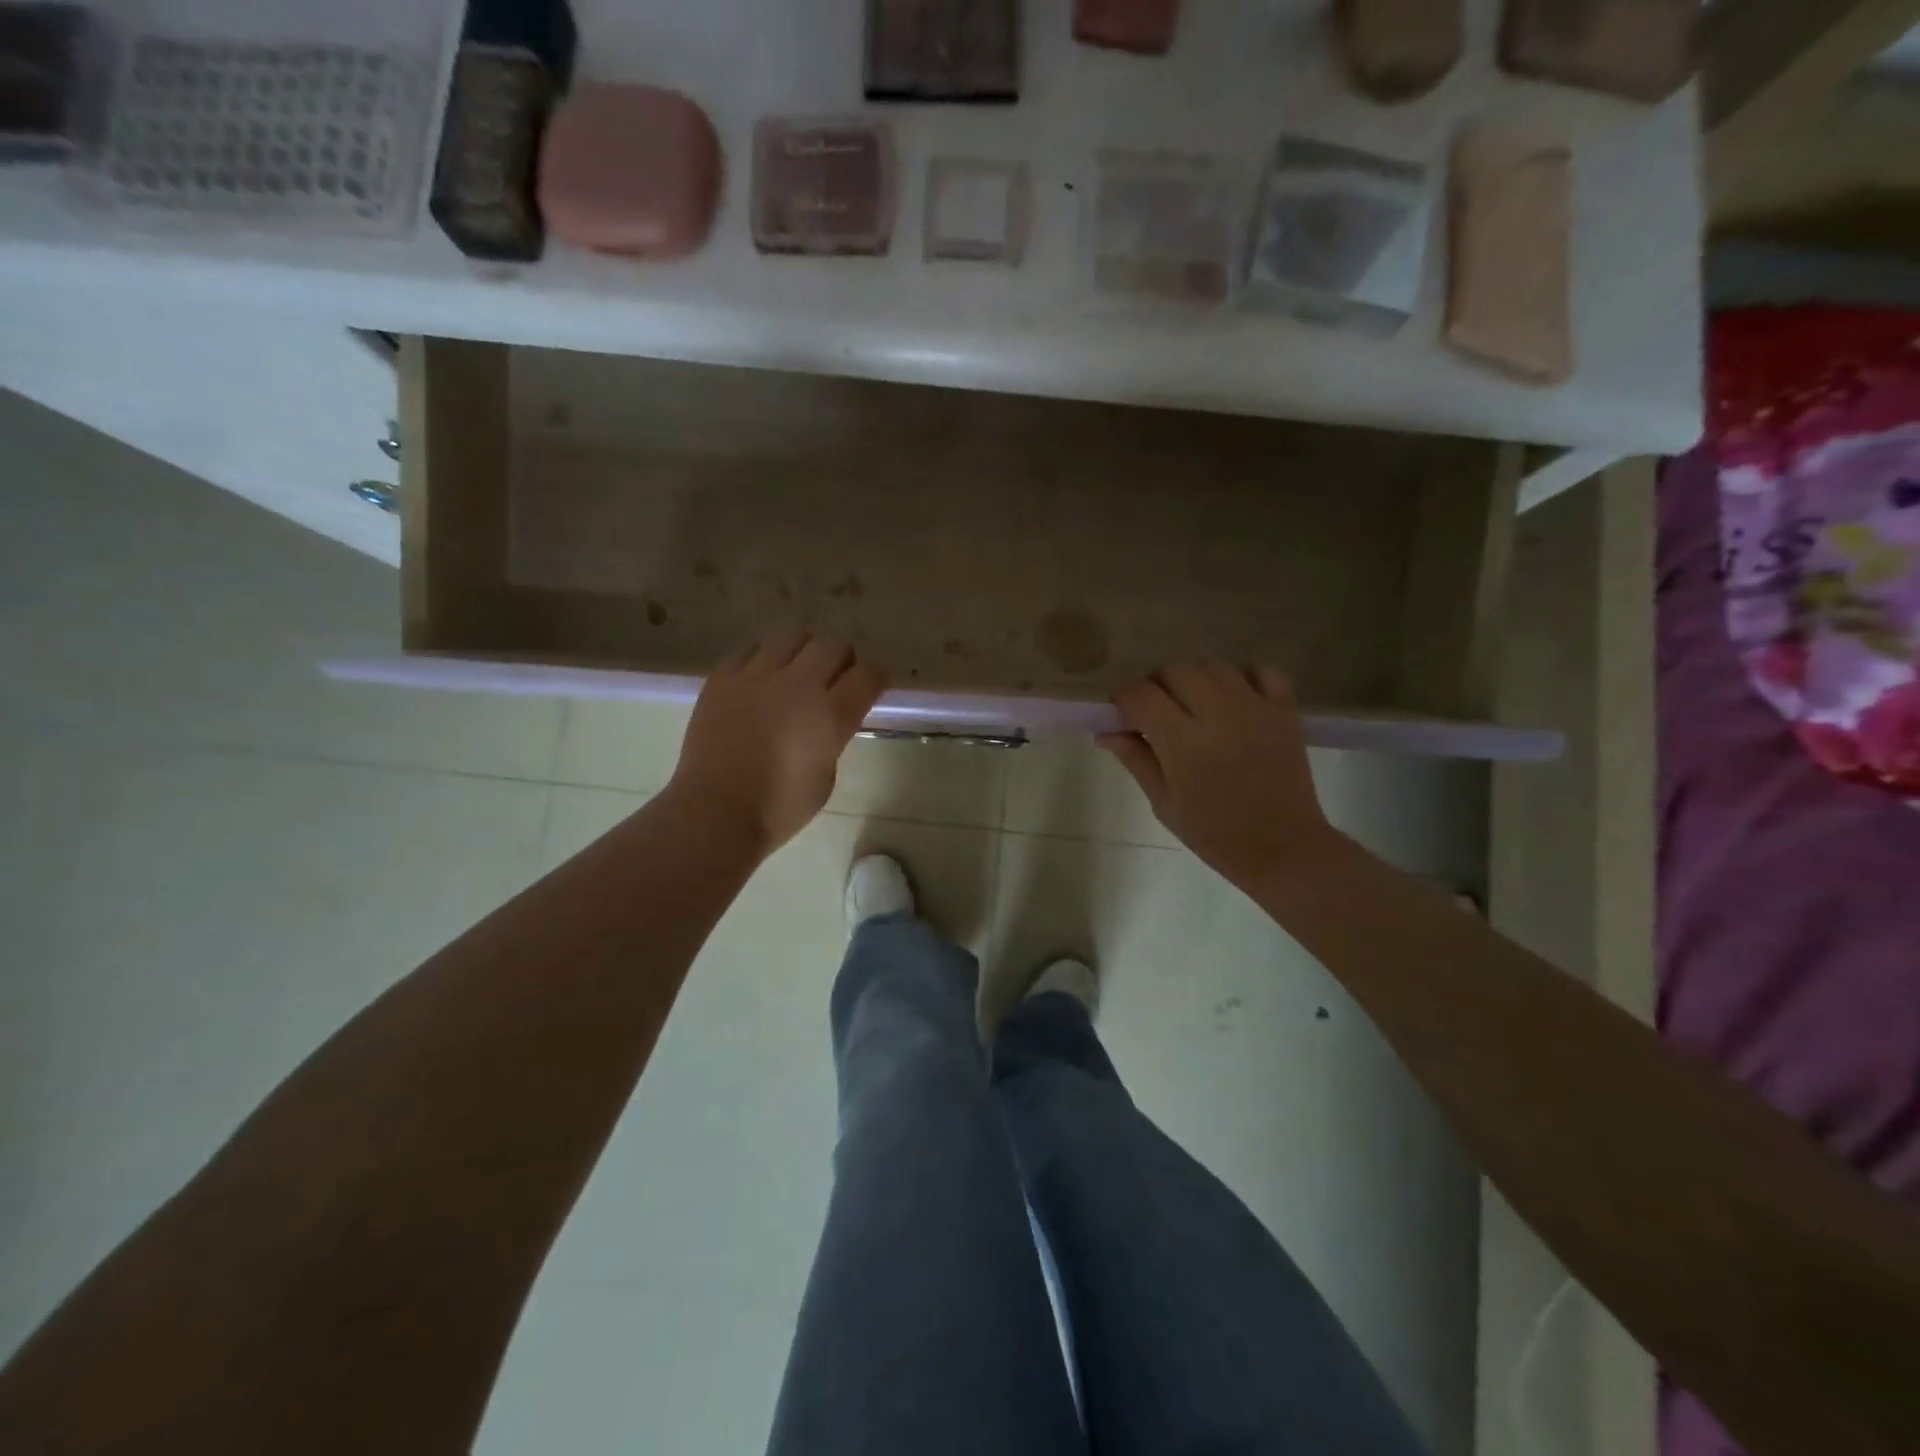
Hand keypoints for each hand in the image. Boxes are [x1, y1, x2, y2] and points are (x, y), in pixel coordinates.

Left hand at [669, 630, 887, 855]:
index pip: (868, 674)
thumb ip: (833, 736)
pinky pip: (751, 649)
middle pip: (833, 645)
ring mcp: (756, 676)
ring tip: (796, 670)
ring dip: (804, 650)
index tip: (873, 683)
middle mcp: (797, 685)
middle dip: (842, 657)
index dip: (876, 675)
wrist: (715, 812)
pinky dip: (764, 658)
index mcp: (830, 715)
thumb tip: (828, 717)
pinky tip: (761, 679)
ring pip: (792, 636)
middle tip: (836, 676)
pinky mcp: (723, 677)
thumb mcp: (826, 775)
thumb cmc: (779, 808)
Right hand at [1099, 662, 1334, 888]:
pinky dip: (1243, 676)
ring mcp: (1254, 706)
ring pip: (1213, 665)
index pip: (1140, 694)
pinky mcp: (1283, 710)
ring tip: (1193, 704)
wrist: (1283, 848)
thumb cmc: (1214, 833)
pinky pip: (1261, 671)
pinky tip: (1234, 699)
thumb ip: (1135, 759)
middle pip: (1174, 670)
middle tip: (1156, 712)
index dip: (1123, 698)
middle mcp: (1216, 712)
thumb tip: (1105, 732)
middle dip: (1157, 684)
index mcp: (1181, 740)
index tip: (1122, 713)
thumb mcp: (1164, 803)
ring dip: (1194, 678)